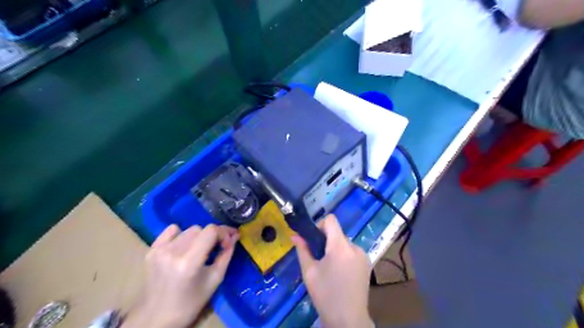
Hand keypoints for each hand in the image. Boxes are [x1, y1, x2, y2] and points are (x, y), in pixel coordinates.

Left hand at [123, 223, 238, 327]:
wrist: (156, 318)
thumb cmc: (191, 303)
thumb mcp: (215, 279)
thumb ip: (226, 254)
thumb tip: (235, 236)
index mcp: (189, 262)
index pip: (211, 231)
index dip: (224, 233)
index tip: (229, 242)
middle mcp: (173, 252)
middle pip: (200, 229)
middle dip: (213, 236)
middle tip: (217, 248)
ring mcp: (160, 250)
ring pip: (188, 230)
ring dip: (199, 237)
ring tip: (200, 250)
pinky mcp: (151, 250)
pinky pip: (171, 230)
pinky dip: (181, 234)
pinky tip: (183, 246)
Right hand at [292, 216, 373, 327]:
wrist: (348, 320)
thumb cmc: (325, 295)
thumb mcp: (309, 272)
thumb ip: (302, 249)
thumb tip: (294, 235)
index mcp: (340, 247)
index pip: (331, 220)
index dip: (319, 225)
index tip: (313, 239)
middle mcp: (355, 247)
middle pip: (337, 232)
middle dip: (326, 240)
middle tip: (318, 257)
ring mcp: (363, 255)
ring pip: (344, 242)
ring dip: (335, 248)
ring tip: (330, 268)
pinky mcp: (368, 263)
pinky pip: (352, 251)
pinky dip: (344, 255)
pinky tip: (340, 272)